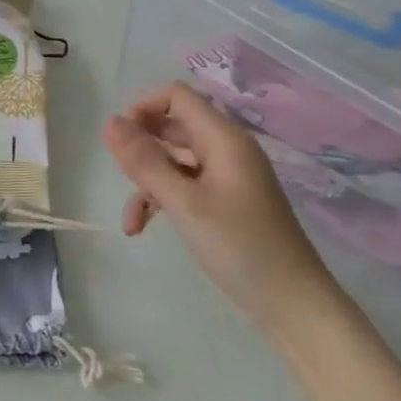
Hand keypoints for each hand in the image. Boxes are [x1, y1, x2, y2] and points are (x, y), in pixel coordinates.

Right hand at [102, 82, 346, 344]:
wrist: (291, 304)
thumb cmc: (240, 247)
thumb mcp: (184, 203)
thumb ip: (145, 161)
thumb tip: (109, 122)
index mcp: (224, 140)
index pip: (177, 97)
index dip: (143, 109)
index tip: (118, 139)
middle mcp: (226, 150)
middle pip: (173, 127)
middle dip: (140, 148)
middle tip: (118, 174)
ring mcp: (226, 177)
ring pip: (173, 160)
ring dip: (145, 182)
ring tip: (130, 218)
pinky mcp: (224, 201)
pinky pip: (183, 185)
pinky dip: (160, 200)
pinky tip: (141, 227)